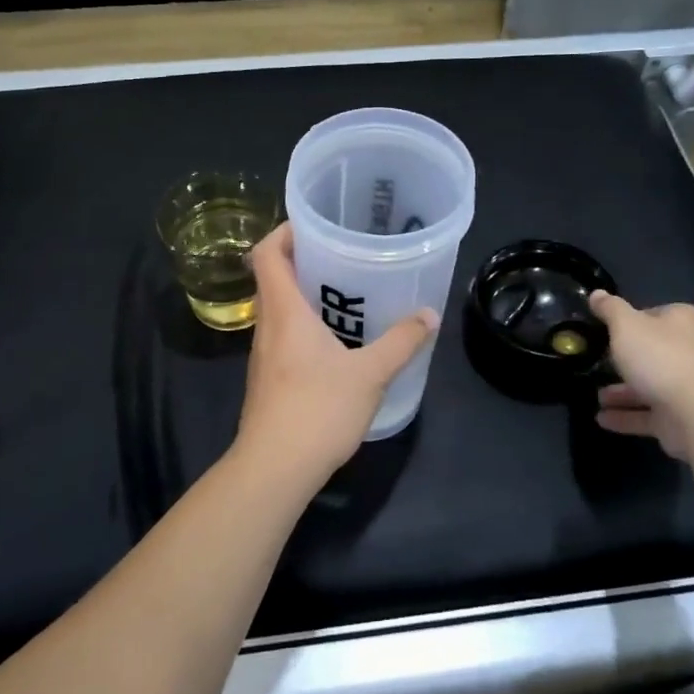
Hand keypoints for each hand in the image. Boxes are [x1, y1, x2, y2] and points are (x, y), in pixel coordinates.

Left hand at [235, 223, 438, 489]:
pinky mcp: (269, 379)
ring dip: (306, 295)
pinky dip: (305, 326)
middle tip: (343, 254)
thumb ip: (401, 342)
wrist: (274, 469)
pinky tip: (337, 343)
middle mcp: (268, 326)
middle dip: (304, 260)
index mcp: (285, 311)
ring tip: (347, 294)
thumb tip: (429, 314)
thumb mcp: (370, 374)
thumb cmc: (318, 410)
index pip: (267, 253)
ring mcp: (264, 354)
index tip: (314, 225)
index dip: (283, 231)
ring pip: (279, 309)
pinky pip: (284, 336)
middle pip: (274, 277)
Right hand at [589, 293, 693, 458]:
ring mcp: (688, 386)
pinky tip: (602, 418)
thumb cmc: (659, 357)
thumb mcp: (625, 325)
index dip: (629, 322)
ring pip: (649, 385)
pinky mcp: (682, 417)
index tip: (607, 331)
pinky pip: (648, 414)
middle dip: (625, 360)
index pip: (653, 315)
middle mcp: (690, 351)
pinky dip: (626, 416)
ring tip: (597, 397)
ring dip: (622, 392)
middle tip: (598, 363)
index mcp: (683, 321)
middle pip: (652, 352)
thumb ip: (610, 309)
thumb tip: (597, 294)